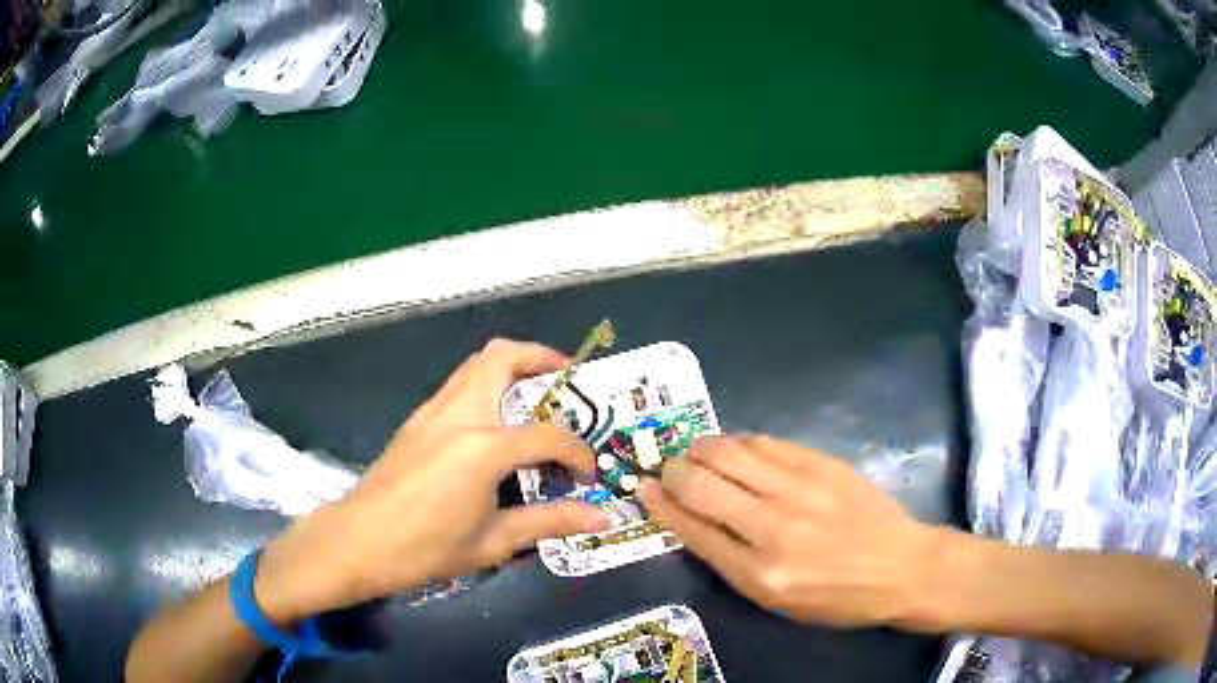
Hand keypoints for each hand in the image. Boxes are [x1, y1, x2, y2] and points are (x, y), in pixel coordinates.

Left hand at [255, 339, 609, 621]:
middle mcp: (459, 415)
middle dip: (541, 358)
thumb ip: (549, 522)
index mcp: (483, 448)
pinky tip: (495, 426)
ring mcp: (432, 412)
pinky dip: (487, 387)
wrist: (358, 542)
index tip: (587, 474)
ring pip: (476, 364)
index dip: (577, 453)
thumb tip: (601, 519)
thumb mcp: (494, 542)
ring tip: (537, 398)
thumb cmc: (426, 549)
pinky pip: (459, 385)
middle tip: (567, 382)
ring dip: (512, 369)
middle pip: (502, 357)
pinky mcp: (416, 420)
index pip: (547, 436)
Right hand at [639, 435, 936, 628]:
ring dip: (701, 448)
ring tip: (696, 451)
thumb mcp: (777, 600)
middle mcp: (772, 528)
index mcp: (758, 573)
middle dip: (673, 472)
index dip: (662, 505)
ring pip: (729, 452)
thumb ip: (733, 562)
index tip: (644, 489)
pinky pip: (766, 442)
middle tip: (669, 469)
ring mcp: (799, 490)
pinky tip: (736, 447)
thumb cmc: (837, 597)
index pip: (693, 529)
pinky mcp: (821, 464)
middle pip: (702, 485)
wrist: (900, 566)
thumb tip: (695, 522)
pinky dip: (741, 442)